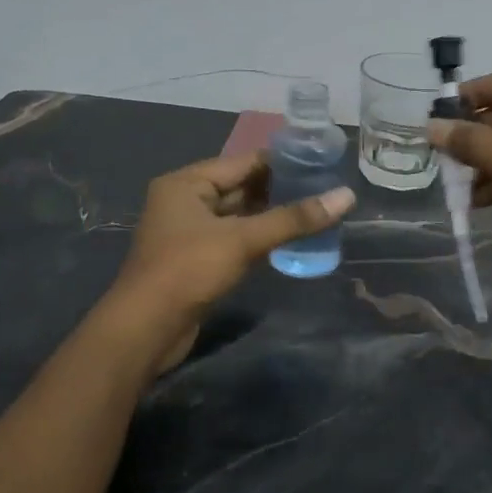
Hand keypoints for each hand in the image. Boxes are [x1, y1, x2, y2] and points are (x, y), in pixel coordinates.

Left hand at [110, 151, 355, 360]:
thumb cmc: (189, 271)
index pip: (244, 162)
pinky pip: (235, 239)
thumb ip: (294, 219)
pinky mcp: (197, 259)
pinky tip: (291, 240)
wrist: (145, 331)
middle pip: (242, 187)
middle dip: (281, 190)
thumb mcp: (243, 240)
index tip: (322, 164)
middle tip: (325, 190)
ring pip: (240, 215)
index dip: (284, 162)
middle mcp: (185, 201)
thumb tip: (346, 196)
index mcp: (187, 183)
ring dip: (273, 216)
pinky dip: (260, 238)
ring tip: (316, 212)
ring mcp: (190, 232)